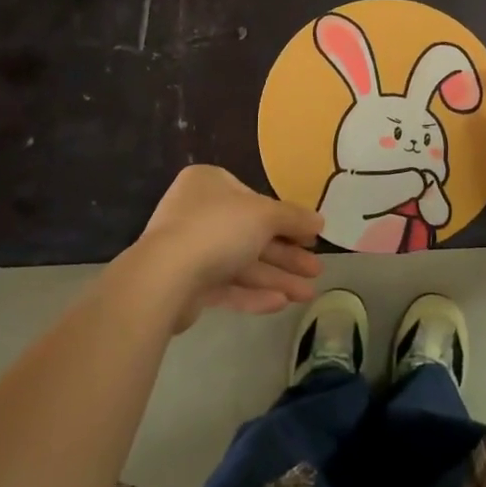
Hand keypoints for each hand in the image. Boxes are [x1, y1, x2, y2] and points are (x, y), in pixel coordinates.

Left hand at [135, 165, 322, 329]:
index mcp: (210, 184)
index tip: (311, 237)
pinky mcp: (186, 285)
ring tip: (308, 294)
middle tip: (316, 270)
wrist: (165, 278)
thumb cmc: (218, 229)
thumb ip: (294, 217)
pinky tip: (282, 303)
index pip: (256, 199)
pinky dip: (253, 294)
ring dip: (276, 277)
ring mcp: (190, 250)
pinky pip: (226, 286)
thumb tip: (320, 221)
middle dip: (286, 255)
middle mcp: (198, 212)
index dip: (287, 220)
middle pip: (252, 234)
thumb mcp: (265, 215)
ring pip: (242, 263)